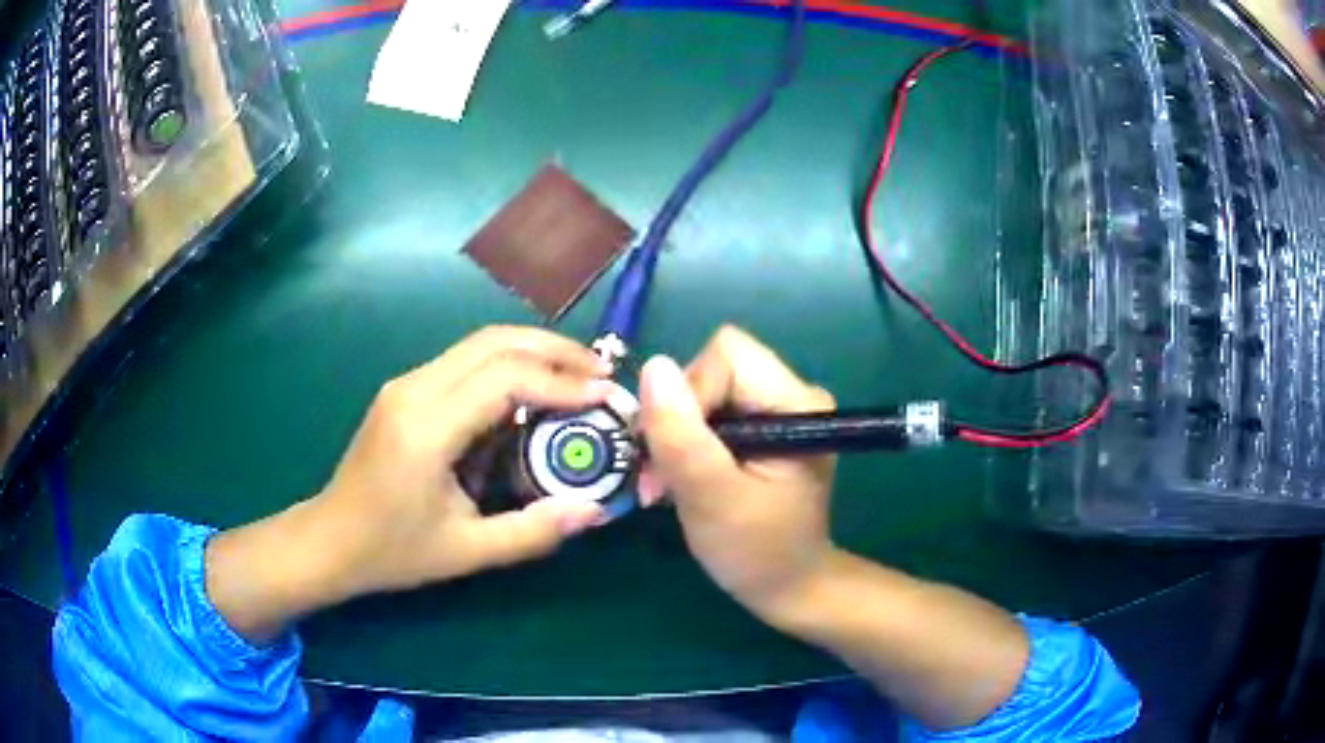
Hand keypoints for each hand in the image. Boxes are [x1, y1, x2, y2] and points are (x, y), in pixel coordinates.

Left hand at [206, 327, 615, 640]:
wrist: (329, 539)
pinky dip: (507, 366)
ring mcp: (406, 384)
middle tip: (601, 372)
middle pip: (494, 341)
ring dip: (532, 352)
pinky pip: (464, 363)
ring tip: (577, 377)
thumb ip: (532, 532)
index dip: (561, 381)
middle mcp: (414, 389)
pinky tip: (531, 393)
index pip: (505, 377)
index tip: (605, 395)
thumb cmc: (392, 550)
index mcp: (426, 427)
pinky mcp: (405, 390)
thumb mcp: (466, 552)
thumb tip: (594, 511)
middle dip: (554, 349)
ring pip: (479, 344)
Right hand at [636, 326, 836, 621]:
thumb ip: (681, 435)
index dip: (689, 395)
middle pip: (711, 369)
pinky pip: (709, 411)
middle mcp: (792, 394)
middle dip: (676, 419)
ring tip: (667, 484)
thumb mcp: (711, 497)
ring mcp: (777, 410)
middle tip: (660, 476)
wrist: (789, 587)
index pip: (726, 356)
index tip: (674, 453)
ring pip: (703, 390)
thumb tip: (653, 366)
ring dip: (676, 436)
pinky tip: (682, 480)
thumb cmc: (758, 551)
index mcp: (796, 403)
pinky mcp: (762, 427)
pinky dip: (686, 444)